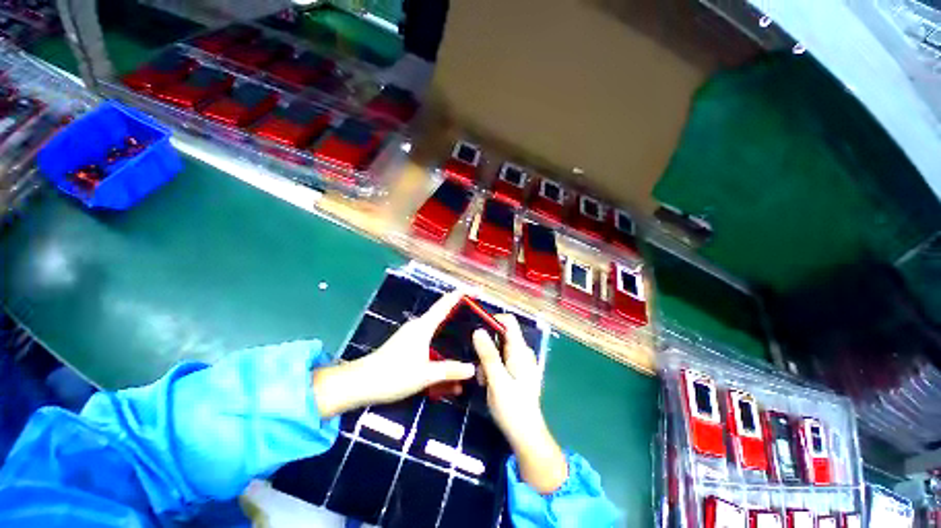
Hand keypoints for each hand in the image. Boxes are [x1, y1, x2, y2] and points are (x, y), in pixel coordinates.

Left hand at [313, 291, 475, 417]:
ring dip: (451, 329)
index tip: (476, 291)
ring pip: (437, 327)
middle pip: (443, 312)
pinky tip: (449, 356)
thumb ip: (450, 371)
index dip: (462, 294)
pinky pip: (429, 337)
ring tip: (468, 335)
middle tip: (478, 315)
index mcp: (424, 326)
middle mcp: (418, 325)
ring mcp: (412, 333)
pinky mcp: (407, 343)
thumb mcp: (426, 375)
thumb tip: (472, 369)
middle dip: (461, 311)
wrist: (362, 382)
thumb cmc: (394, 374)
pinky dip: (441, 342)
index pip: (446, 303)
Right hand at [473, 315, 567, 493]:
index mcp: (520, 350)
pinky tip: (487, 383)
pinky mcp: (515, 371)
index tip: (476, 331)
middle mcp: (521, 352)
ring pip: (498, 349)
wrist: (526, 435)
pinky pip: (500, 360)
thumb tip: (477, 330)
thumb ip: (488, 354)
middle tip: (477, 364)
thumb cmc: (513, 408)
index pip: (509, 321)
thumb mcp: (496, 380)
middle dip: (486, 346)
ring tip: (482, 379)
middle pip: (501, 335)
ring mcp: (519, 362)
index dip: (492, 320)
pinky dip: (491, 367)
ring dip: (487, 360)